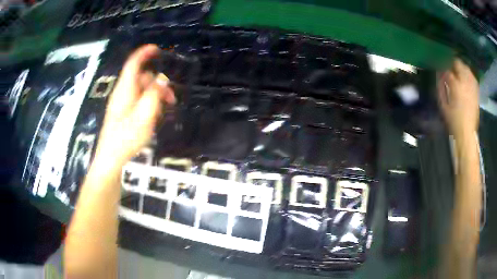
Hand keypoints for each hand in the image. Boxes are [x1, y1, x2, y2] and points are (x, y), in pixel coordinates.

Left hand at [95, 44, 175, 164]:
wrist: (111, 158)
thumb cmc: (126, 138)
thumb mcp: (144, 116)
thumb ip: (154, 95)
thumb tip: (163, 79)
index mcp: (125, 90)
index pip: (133, 64)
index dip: (144, 53)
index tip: (157, 49)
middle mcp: (122, 93)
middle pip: (141, 78)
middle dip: (157, 82)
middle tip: (171, 98)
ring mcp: (121, 103)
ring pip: (140, 90)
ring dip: (154, 95)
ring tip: (164, 110)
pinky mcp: (122, 112)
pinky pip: (137, 100)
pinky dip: (148, 103)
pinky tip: (153, 116)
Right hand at [438, 59, 478, 137]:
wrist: (467, 132)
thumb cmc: (453, 120)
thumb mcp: (443, 103)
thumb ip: (440, 85)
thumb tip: (439, 73)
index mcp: (455, 85)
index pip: (446, 68)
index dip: (441, 66)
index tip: (439, 67)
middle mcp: (465, 81)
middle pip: (458, 63)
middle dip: (452, 64)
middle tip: (448, 68)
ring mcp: (472, 85)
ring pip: (466, 68)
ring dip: (460, 68)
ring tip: (457, 72)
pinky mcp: (476, 90)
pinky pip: (472, 76)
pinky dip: (468, 74)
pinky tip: (465, 79)